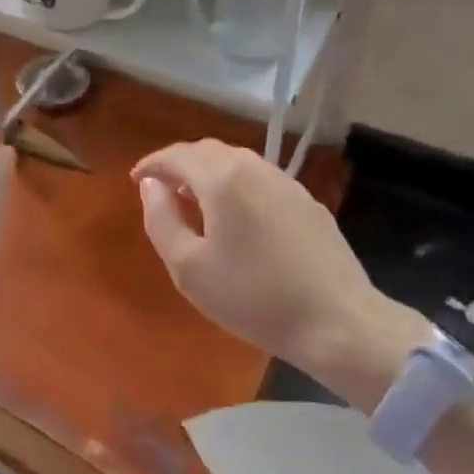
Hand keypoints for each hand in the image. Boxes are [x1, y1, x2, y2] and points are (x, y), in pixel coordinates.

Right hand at [132, 140, 425, 407]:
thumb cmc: (253, 298)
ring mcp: (286, 182)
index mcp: (222, 178)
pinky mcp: (307, 202)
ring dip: (208, 172)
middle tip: (161, 189)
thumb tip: (151, 185)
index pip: (176, 156)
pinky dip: (235, 184)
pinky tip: (236, 215)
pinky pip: (260, 178)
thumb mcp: (189, 267)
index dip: (151, 164)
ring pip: (237, 161)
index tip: (134, 180)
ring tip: (194, 201)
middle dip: (179, 164)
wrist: (339, 323)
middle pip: (207, 151)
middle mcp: (254, 168)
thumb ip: (161, 219)